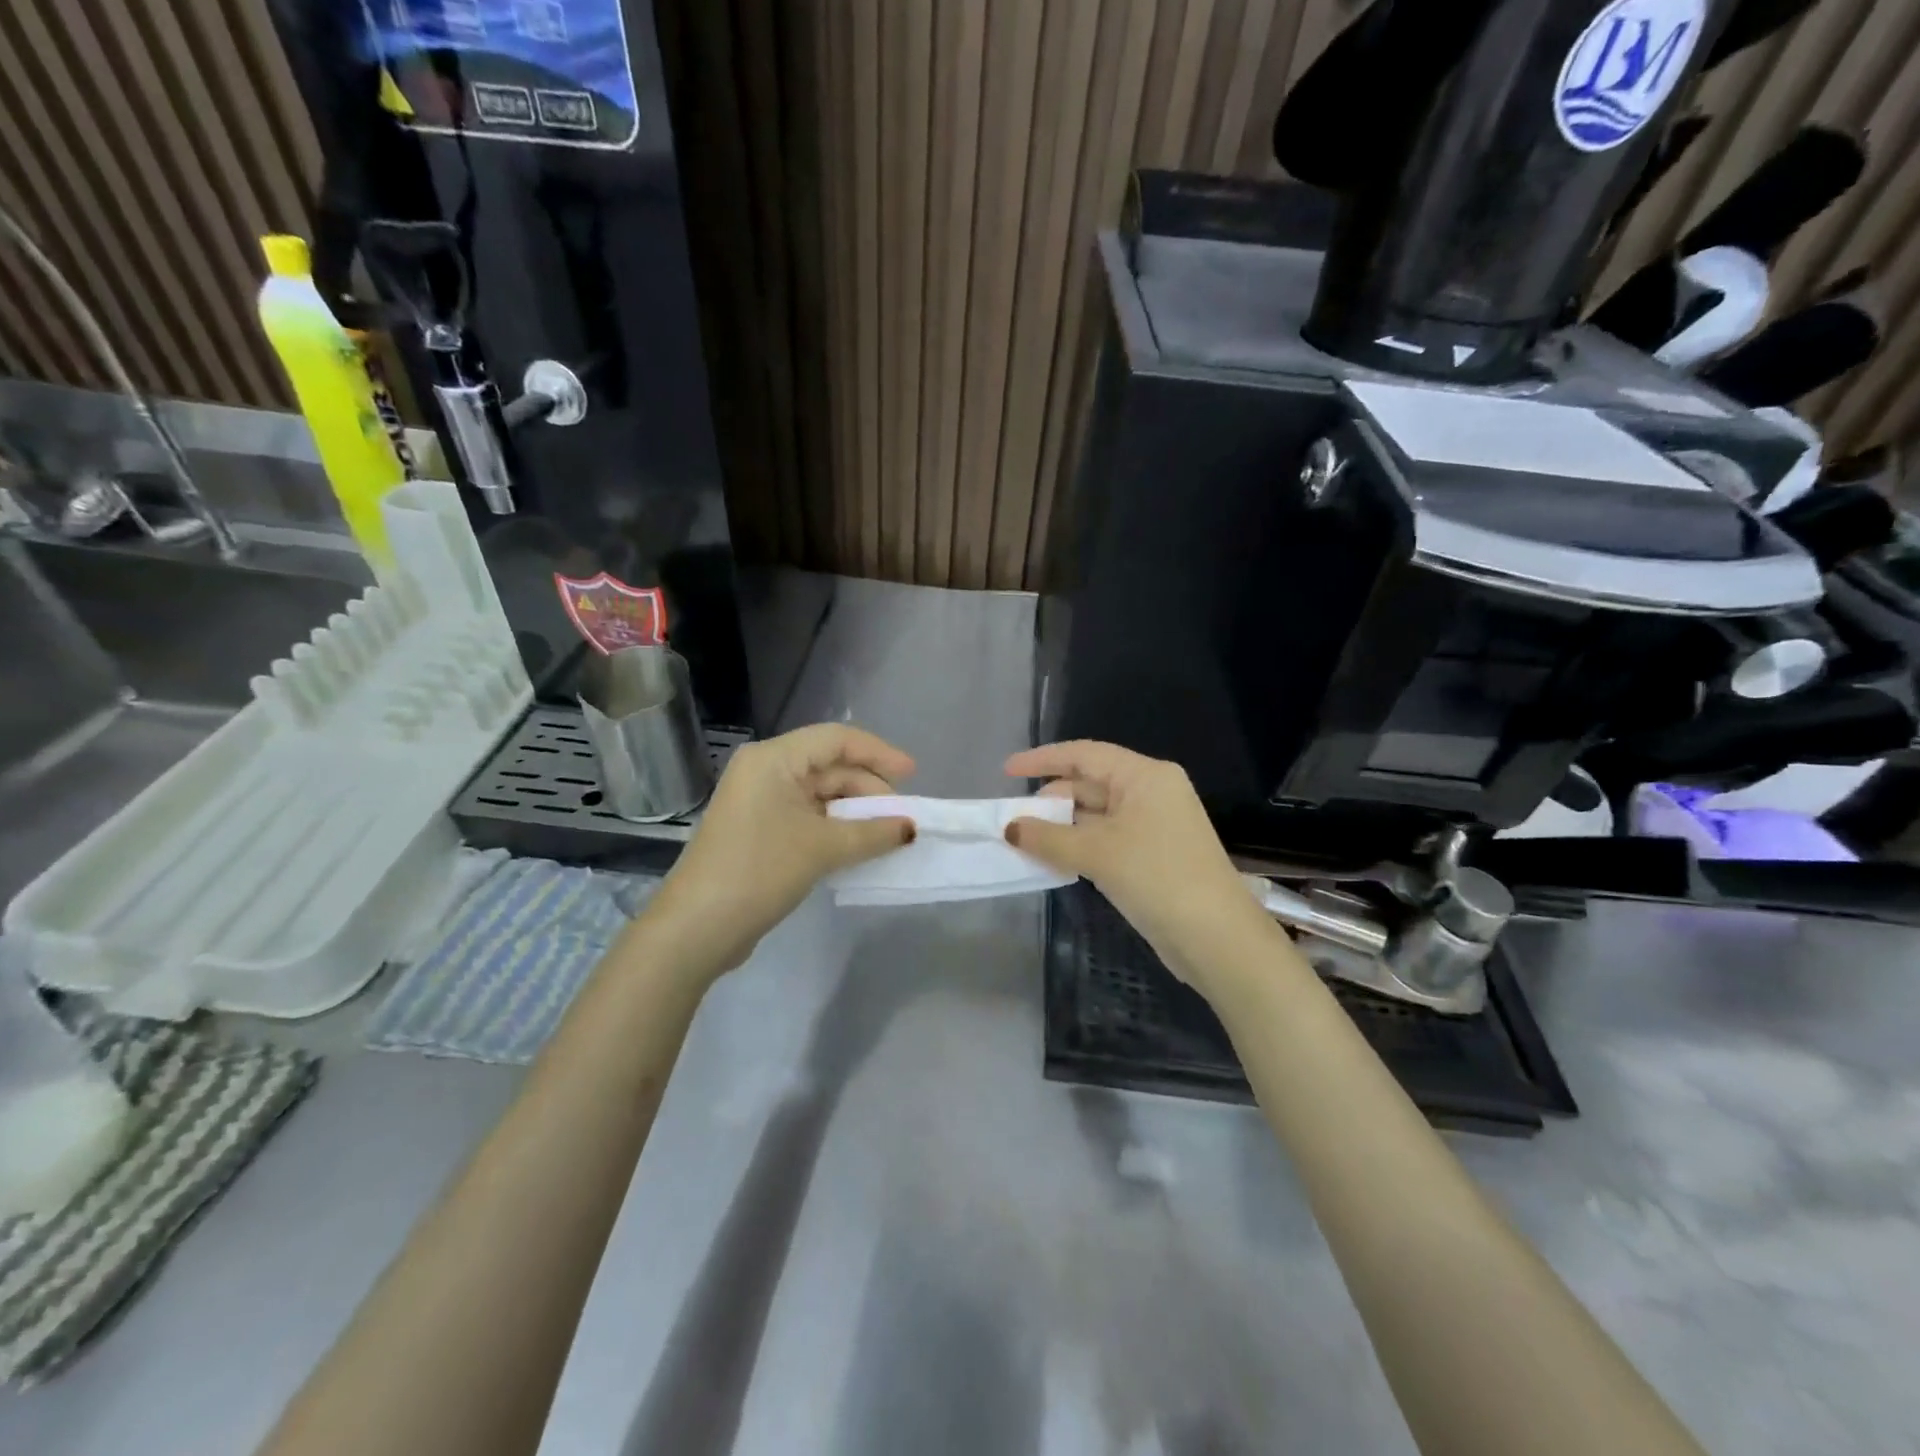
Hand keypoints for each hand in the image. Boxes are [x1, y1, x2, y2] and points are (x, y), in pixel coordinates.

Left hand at [646, 724, 915, 978]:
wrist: (697, 927)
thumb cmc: (760, 870)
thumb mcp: (823, 848)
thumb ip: (873, 833)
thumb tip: (910, 828)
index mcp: (773, 759)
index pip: (836, 740)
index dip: (878, 753)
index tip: (912, 775)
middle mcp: (765, 771)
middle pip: (829, 766)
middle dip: (868, 789)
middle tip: (902, 818)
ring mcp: (760, 802)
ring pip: (820, 794)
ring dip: (855, 812)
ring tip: (887, 835)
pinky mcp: (760, 830)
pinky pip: (808, 817)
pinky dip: (836, 828)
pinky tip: (859, 846)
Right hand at [1004, 741, 1276, 997]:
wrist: (1216, 937)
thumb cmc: (1157, 878)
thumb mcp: (1096, 853)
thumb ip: (1047, 838)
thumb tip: (1010, 827)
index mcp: (1144, 776)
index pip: (1084, 754)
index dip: (1042, 759)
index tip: (1007, 771)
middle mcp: (1151, 791)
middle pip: (1090, 783)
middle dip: (1051, 799)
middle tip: (1013, 820)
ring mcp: (1154, 824)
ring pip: (1097, 813)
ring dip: (1062, 826)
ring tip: (1025, 840)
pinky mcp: (1153, 854)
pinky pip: (1107, 838)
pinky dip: (1080, 845)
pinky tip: (1054, 859)